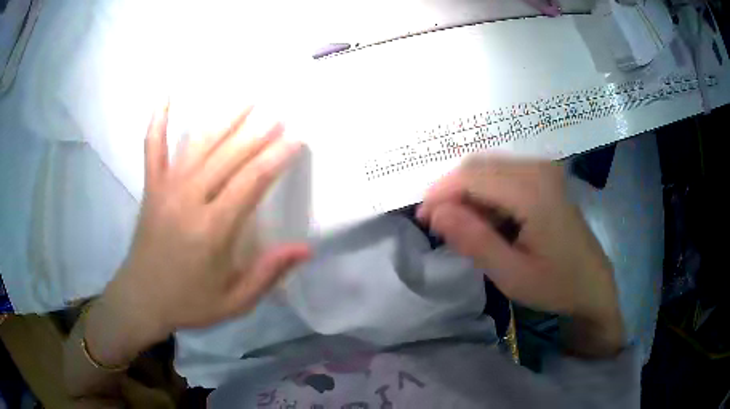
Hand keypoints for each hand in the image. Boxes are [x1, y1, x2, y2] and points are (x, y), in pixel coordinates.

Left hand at [88, 103, 309, 361]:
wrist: (141, 299)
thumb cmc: (189, 303)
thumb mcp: (235, 301)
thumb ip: (268, 273)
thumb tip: (305, 248)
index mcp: (212, 229)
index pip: (251, 181)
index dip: (277, 157)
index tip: (296, 139)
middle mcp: (189, 199)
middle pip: (228, 156)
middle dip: (257, 132)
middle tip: (278, 114)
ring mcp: (166, 188)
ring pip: (198, 144)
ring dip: (224, 119)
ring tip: (246, 98)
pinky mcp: (151, 187)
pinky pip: (153, 148)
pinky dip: (159, 122)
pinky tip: (166, 97)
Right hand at [417, 157, 622, 352]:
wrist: (593, 285)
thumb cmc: (556, 285)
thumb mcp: (511, 274)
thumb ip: (473, 240)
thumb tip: (434, 212)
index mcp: (532, 190)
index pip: (471, 176)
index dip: (439, 193)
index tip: (422, 219)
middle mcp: (538, 169)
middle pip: (478, 167)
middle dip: (451, 192)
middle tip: (438, 226)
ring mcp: (544, 170)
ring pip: (489, 169)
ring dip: (467, 194)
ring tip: (460, 228)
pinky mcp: (545, 178)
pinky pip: (504, 175)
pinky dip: (485, 195)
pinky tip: (486, 221)